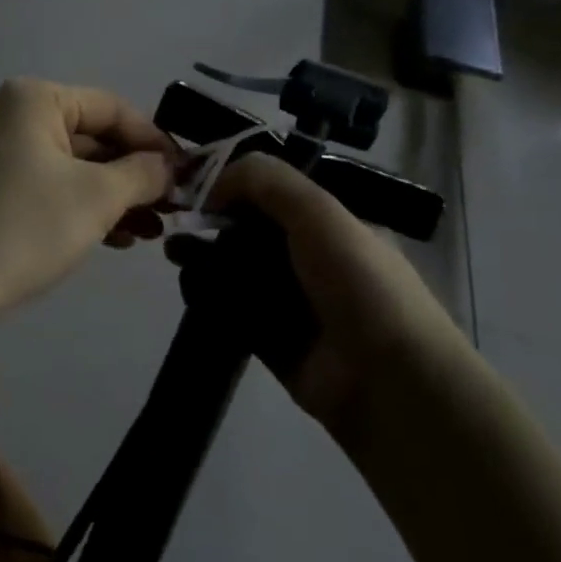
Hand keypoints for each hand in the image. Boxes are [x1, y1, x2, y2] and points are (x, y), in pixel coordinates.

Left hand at [0, 79, 179, 313]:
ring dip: (117, 197)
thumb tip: (167, 166)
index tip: (188, 175)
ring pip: (77, 167)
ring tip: (154, 231)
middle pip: (95, 138)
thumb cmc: (27, 227)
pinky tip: (121, 239)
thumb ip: (142, 173)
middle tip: (174, 208)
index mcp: (37, 100)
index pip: (113, 109)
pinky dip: (87, 208)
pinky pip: (55, 188)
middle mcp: (17, 116)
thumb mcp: (97, 196)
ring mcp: (5, 154)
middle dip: (136, 175)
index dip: (154, 141)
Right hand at [200, 153, 461, 432]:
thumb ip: (266, 181)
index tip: (198, 184)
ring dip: (205, 258)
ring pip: (238, 270)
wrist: (388, 380)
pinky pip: (233, 311)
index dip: (236, 184)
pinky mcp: (272, 341)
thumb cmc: (358, 283)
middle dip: (214, 221)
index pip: (275, 193)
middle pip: (252, 231)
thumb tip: (212, 182)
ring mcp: (292, 303)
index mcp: (332, 224)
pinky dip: (210, 297)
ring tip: (172, 252)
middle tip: (179, 219)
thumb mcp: (319, 212)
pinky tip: (188, 284)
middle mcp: (312, 259)